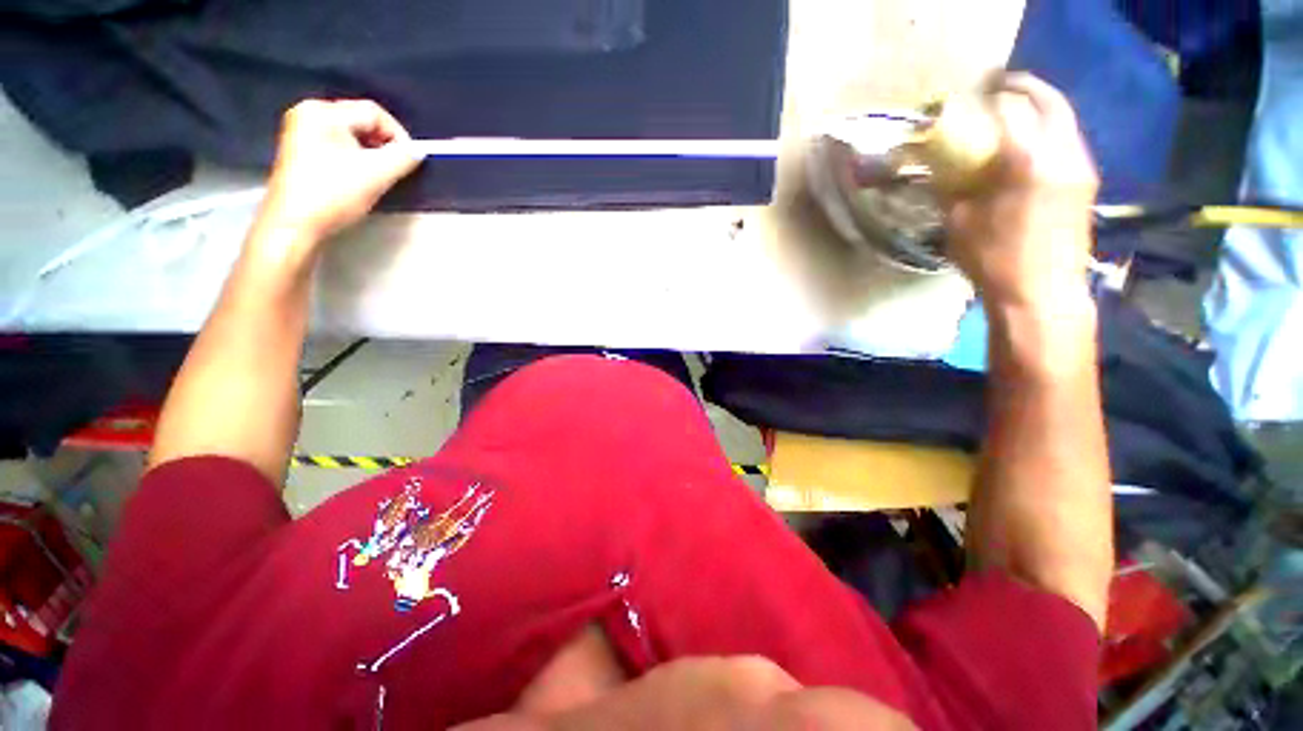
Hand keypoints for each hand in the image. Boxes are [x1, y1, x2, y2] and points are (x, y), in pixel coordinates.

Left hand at [255, 99, 419, 243]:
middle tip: (396, 169)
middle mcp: (308, 113)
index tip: (410, 161)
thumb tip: (417, 151)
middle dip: (383, 144)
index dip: (398, 135)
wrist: (294, 225)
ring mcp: (301, 131)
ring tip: (379, 175)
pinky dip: (355, 157)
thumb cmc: (332, 195)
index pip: (373, 112)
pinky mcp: (300, 150)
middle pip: (361, 121)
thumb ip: (402, 159)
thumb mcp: (376, 175)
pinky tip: (360, 177)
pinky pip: (337, 144)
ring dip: (371, 153)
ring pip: (351, 134)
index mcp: (323, 112)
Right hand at [944, 73, 1098, 309]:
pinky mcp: (1086, 182)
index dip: (989, 96)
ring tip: (1013, 111)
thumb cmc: (995, 260)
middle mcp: (1064, 153)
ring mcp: (1081, 166)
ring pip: (1064, 118)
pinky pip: (1068, 139)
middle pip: (1050, 101)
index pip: (1011, 108)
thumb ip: (952, 188)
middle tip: (998, 86)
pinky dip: (1049, 129)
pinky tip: (1028, 142)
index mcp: (1029, 161)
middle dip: (1024, 87)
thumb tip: (940, 169)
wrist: (1042, 293)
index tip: (970, 93)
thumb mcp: (959, 224)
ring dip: (1040, 106)